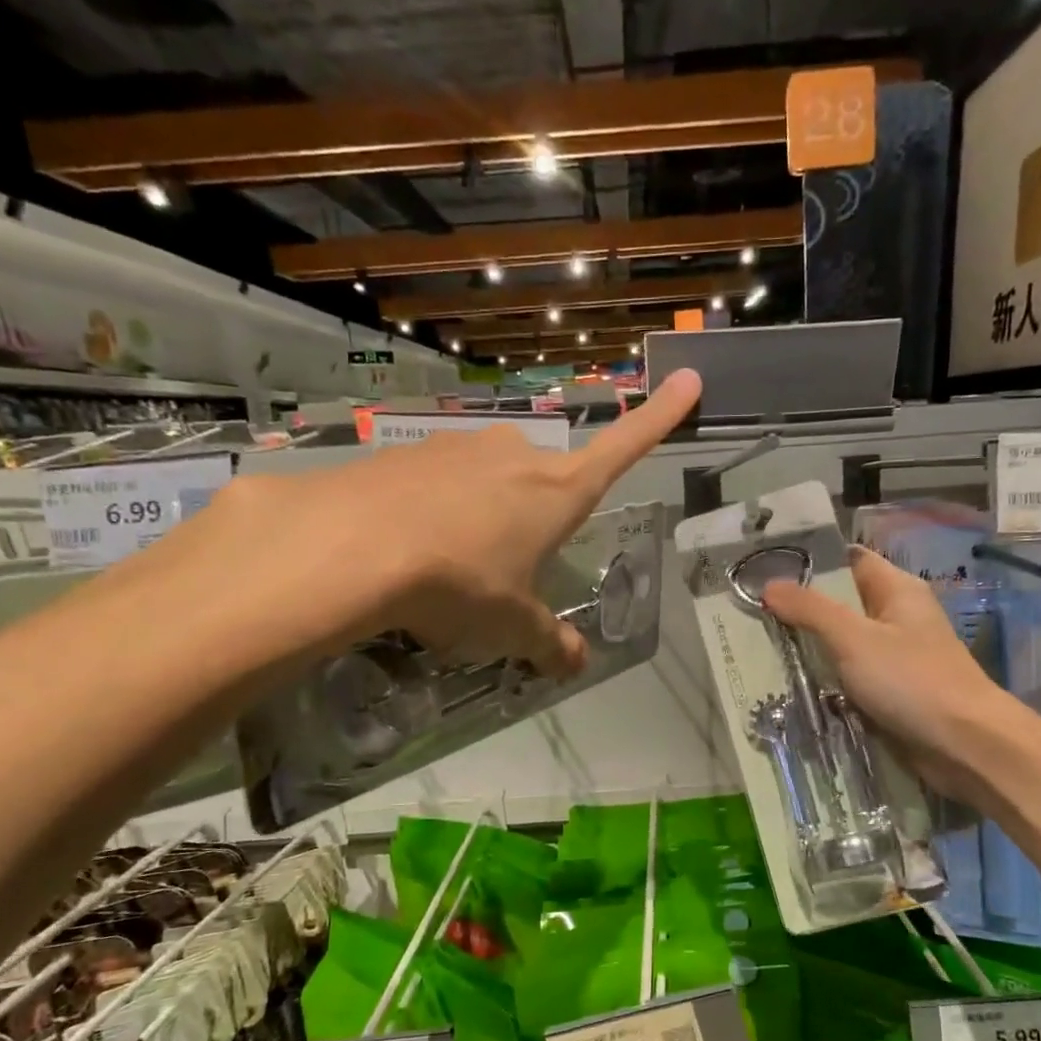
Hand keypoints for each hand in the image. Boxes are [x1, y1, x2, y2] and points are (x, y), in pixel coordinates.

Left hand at [173, 370, 700, 674]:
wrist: (351, 547)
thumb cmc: (460, 584)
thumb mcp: (512, 626)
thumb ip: (548, 642)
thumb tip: (574, 663)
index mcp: (557, 491)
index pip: (624, 448)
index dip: (659, 417)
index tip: (689, 377)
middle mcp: (515, 456)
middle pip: (543, 480)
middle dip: (533, 517)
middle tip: (504, 567)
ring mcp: (458, 447)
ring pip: (487, 480)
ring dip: (481, 515)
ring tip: (448, 565)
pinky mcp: (406, 452)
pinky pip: (436, 482)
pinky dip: (433, 510)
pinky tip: (407, 546)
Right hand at [761, 547, 1009, 792]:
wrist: (965, 745)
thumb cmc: (912, 680)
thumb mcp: (853, 638)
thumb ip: (810, 610)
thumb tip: (768, 585)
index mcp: (896, 590)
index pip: (847, 560)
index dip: (809, 561)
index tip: (763, 567)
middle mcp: (896, 617)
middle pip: (841, 603)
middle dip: (799, 609)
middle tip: (750, 611)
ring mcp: (895, 657)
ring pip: (841, 644)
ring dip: (808, 648)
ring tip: (758, 646)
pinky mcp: (891, 692)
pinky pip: (849, 677)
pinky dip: (824, 679)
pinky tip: (789, 683)